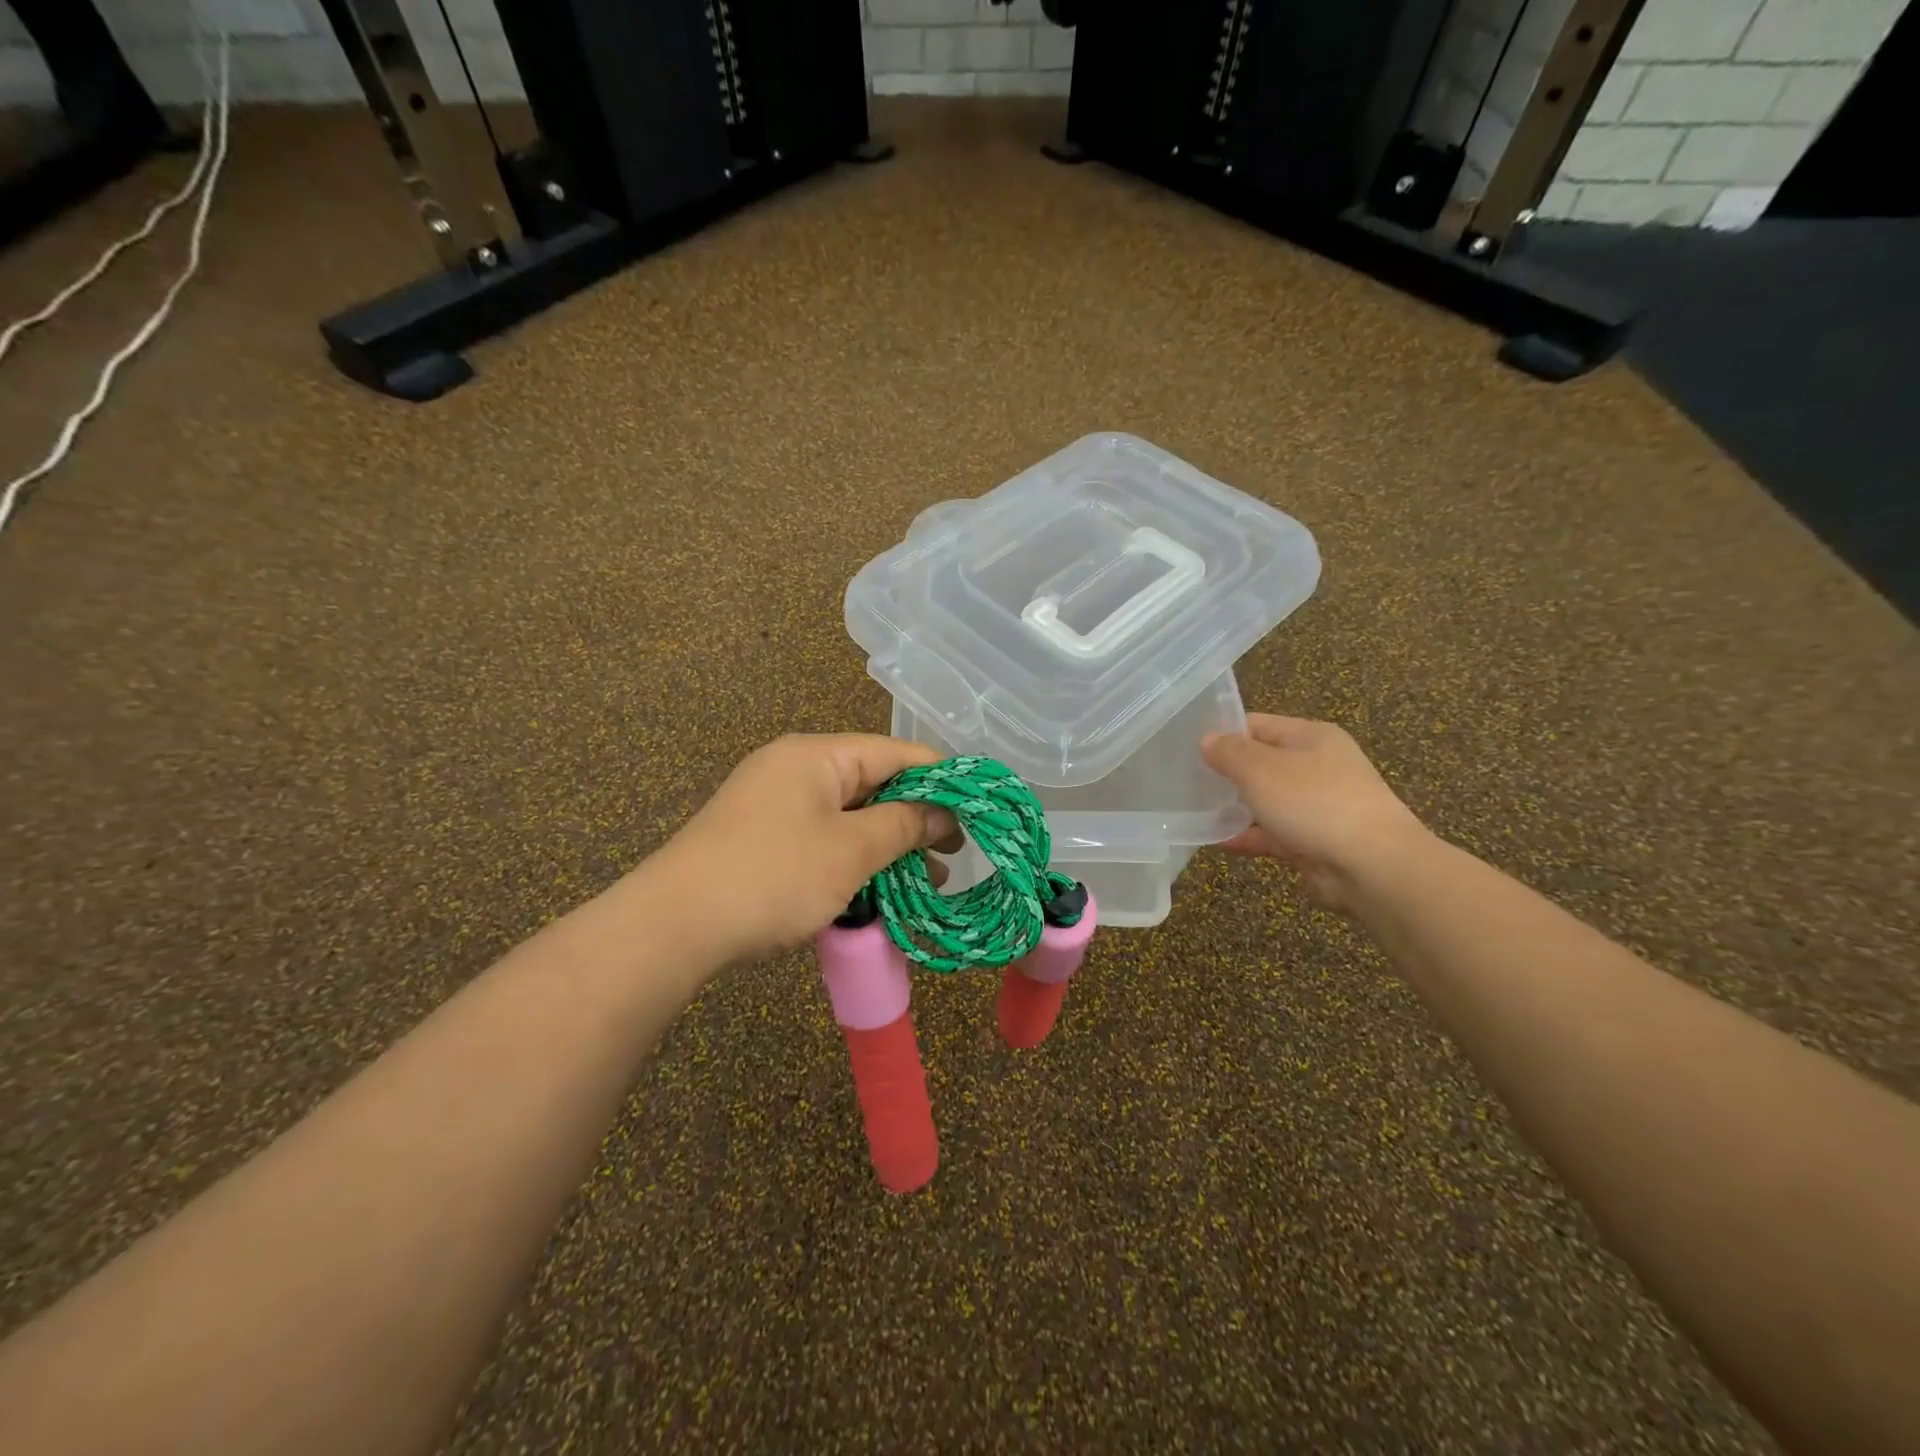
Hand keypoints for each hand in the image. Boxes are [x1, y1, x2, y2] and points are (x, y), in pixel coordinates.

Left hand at [646, 734, 960, 964]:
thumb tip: (944, 813)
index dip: (942, 780)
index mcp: (817, 755)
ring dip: (888, 844)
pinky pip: (823, 836)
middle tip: (954, 854)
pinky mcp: (763, 836)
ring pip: (850, 814)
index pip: (896, 753)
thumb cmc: (773, 877)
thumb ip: (903, 825)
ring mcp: (775, 802)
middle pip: (874, 781)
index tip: (978, 812)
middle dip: (916, 818)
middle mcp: (796, 767)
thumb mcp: (851, 851)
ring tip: (927, 880)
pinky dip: (854, 857)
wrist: (673, 926)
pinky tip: (878, 888)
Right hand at [1201, 714, 1430, 909]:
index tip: (1186, 747)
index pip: (1257, 724)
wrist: (1372, 865)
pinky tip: (1216, 841)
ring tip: (1193, 811)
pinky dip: (1247, 835)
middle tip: (1185, 780)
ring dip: (1234, 806)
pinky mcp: (1314, 840)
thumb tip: (1207, 740)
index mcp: (1310, 737)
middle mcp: (1317, 766)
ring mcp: (1317, 805)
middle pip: (1261, 762)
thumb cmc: (1314, 802)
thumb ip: (1229, 752)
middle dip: (1226, 772)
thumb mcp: (1260, 768)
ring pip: (1266, 800)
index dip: (1223, 733)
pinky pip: (1272, 833)